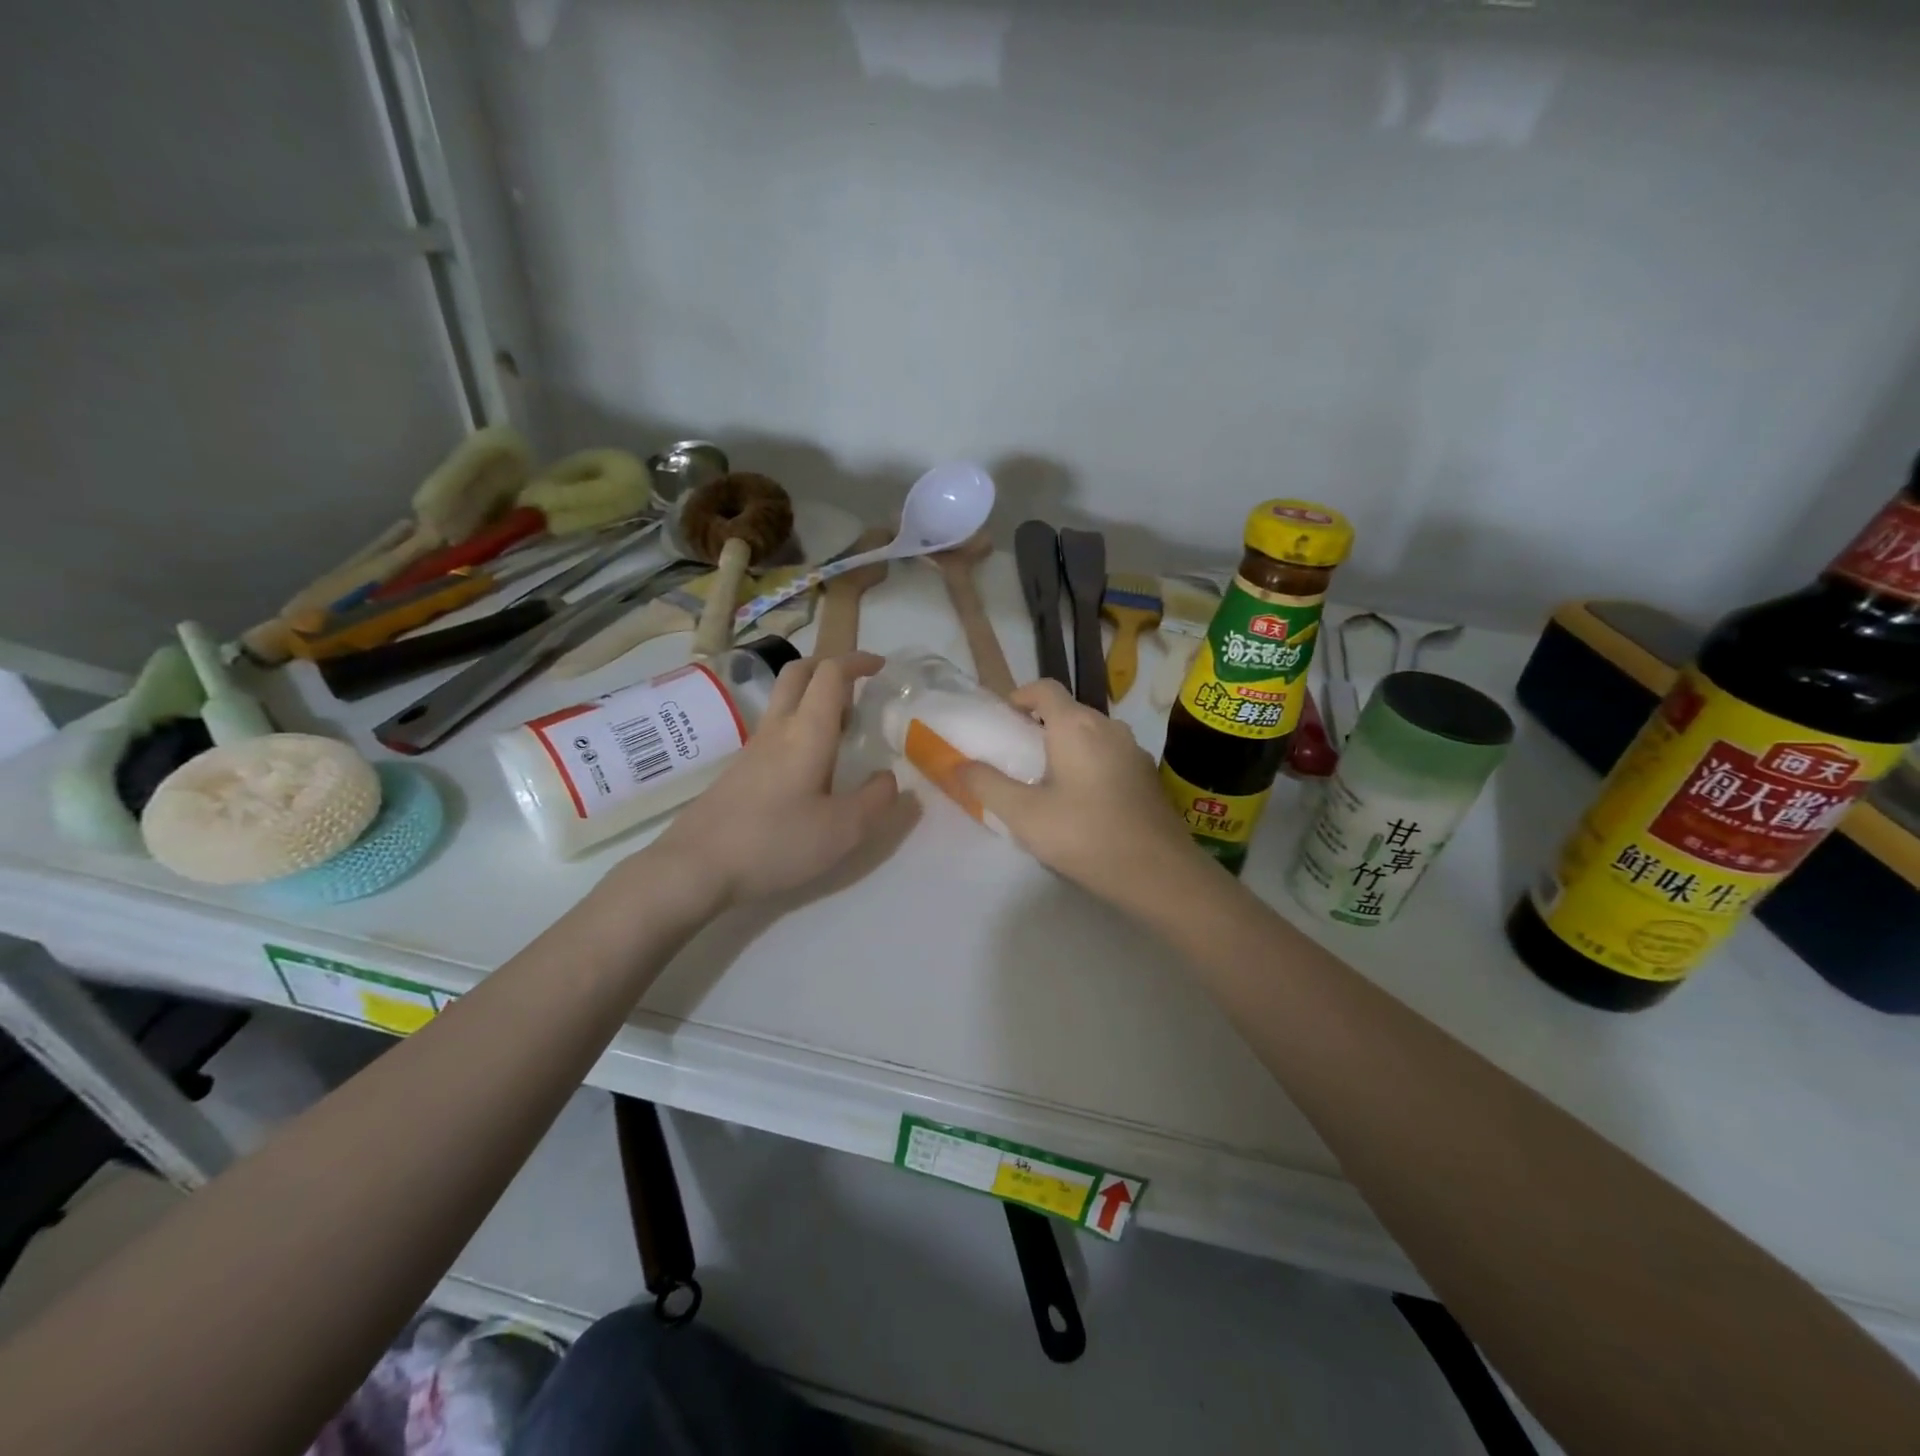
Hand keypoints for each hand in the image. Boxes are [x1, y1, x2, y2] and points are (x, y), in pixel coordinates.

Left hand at [653, 653, 898, 906]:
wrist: (695, 866)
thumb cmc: (775, 842)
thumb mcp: (842, 830)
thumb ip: (876, 800)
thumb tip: (888, 777)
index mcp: (807, 731)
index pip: (831, 674)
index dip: (857, 661)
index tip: (881, 667)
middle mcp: (777, 729)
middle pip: (798, 673)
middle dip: (830, 666)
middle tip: (858, 685)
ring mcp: (752, 749)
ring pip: (784, 701)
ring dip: (814, 698)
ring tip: (843, 730)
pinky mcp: (739, 771)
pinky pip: (775, 730)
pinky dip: (799, 727)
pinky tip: (811, 767)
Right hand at [958, 679, 1205, 901]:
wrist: (1159, 873)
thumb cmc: (1085, 835)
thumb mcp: (1023, 814)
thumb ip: (987, 785)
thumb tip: (959, 764)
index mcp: (1076, 725)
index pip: (1043, 688)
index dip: (1018, 696)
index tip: (1002, 723)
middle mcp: (1109, 727)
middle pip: (1067, 711)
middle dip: (1039, 727)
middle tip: (1016, 760)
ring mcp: (1133, 751)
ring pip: (1090, 736)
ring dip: (1065, 748)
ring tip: (1046, 784)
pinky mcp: (1147, 776)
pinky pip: (1109, 757)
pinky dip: (1089, 766)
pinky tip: (1082, 804)